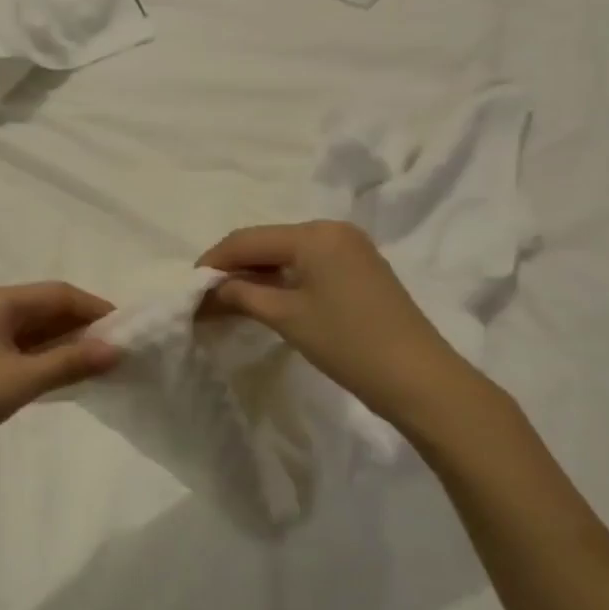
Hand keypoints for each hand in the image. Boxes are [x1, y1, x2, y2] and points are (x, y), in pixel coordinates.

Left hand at [0, 283, 119, 474]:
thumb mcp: (23, 380)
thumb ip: (71, 362)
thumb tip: (116, 349)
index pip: (59, 293)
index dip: (96, 309)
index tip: (126, 332)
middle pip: (45, 307)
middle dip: (81, 326)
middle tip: (115, 351)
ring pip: (32, 327)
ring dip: (63, 342)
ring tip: (95, 365)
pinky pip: (17, 344)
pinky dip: (42, 355)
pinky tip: (60, 374)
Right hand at [198, 221, 480, 433]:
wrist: (420, 379)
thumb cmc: (348, 343)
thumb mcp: (286, 316)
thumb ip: (242, 294)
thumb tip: (208, 290)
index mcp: (314, 233)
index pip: (248, 239)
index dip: (213, 261)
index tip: (188, 287)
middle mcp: (332, 230)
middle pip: (267, 242)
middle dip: (234, 267)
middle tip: (206, 297)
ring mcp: (350, 248)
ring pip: (286, 254)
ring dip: (256, 274)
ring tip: (229, 301)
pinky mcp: (359, 269)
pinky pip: (308, 264)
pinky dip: (282, 280)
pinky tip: (265, 300)